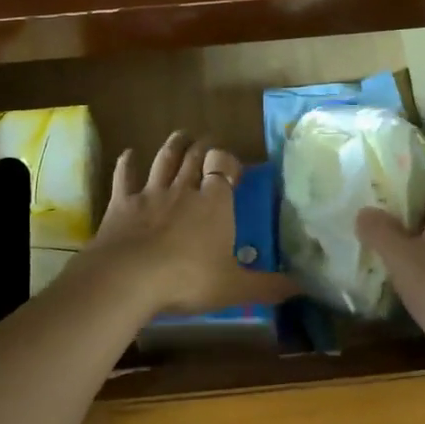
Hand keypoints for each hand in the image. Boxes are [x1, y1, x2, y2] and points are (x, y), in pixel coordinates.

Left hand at [86, 132, 300, 316]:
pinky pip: (125, 177)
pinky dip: (127, 163)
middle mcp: (184, 190)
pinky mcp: (122, 203)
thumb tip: (302, 288)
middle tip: (207, 140)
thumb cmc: (188, 280)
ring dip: (173, 146)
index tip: (233, 167)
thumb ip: (268, 287)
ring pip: (164, 160)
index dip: (229, 163)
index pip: (224, 170)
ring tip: (180, 135)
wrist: (129, 278)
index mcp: (215, 204)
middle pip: (194, 158)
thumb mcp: (235, 288)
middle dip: (202, 147)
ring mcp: (151, 193)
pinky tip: (128, 154)